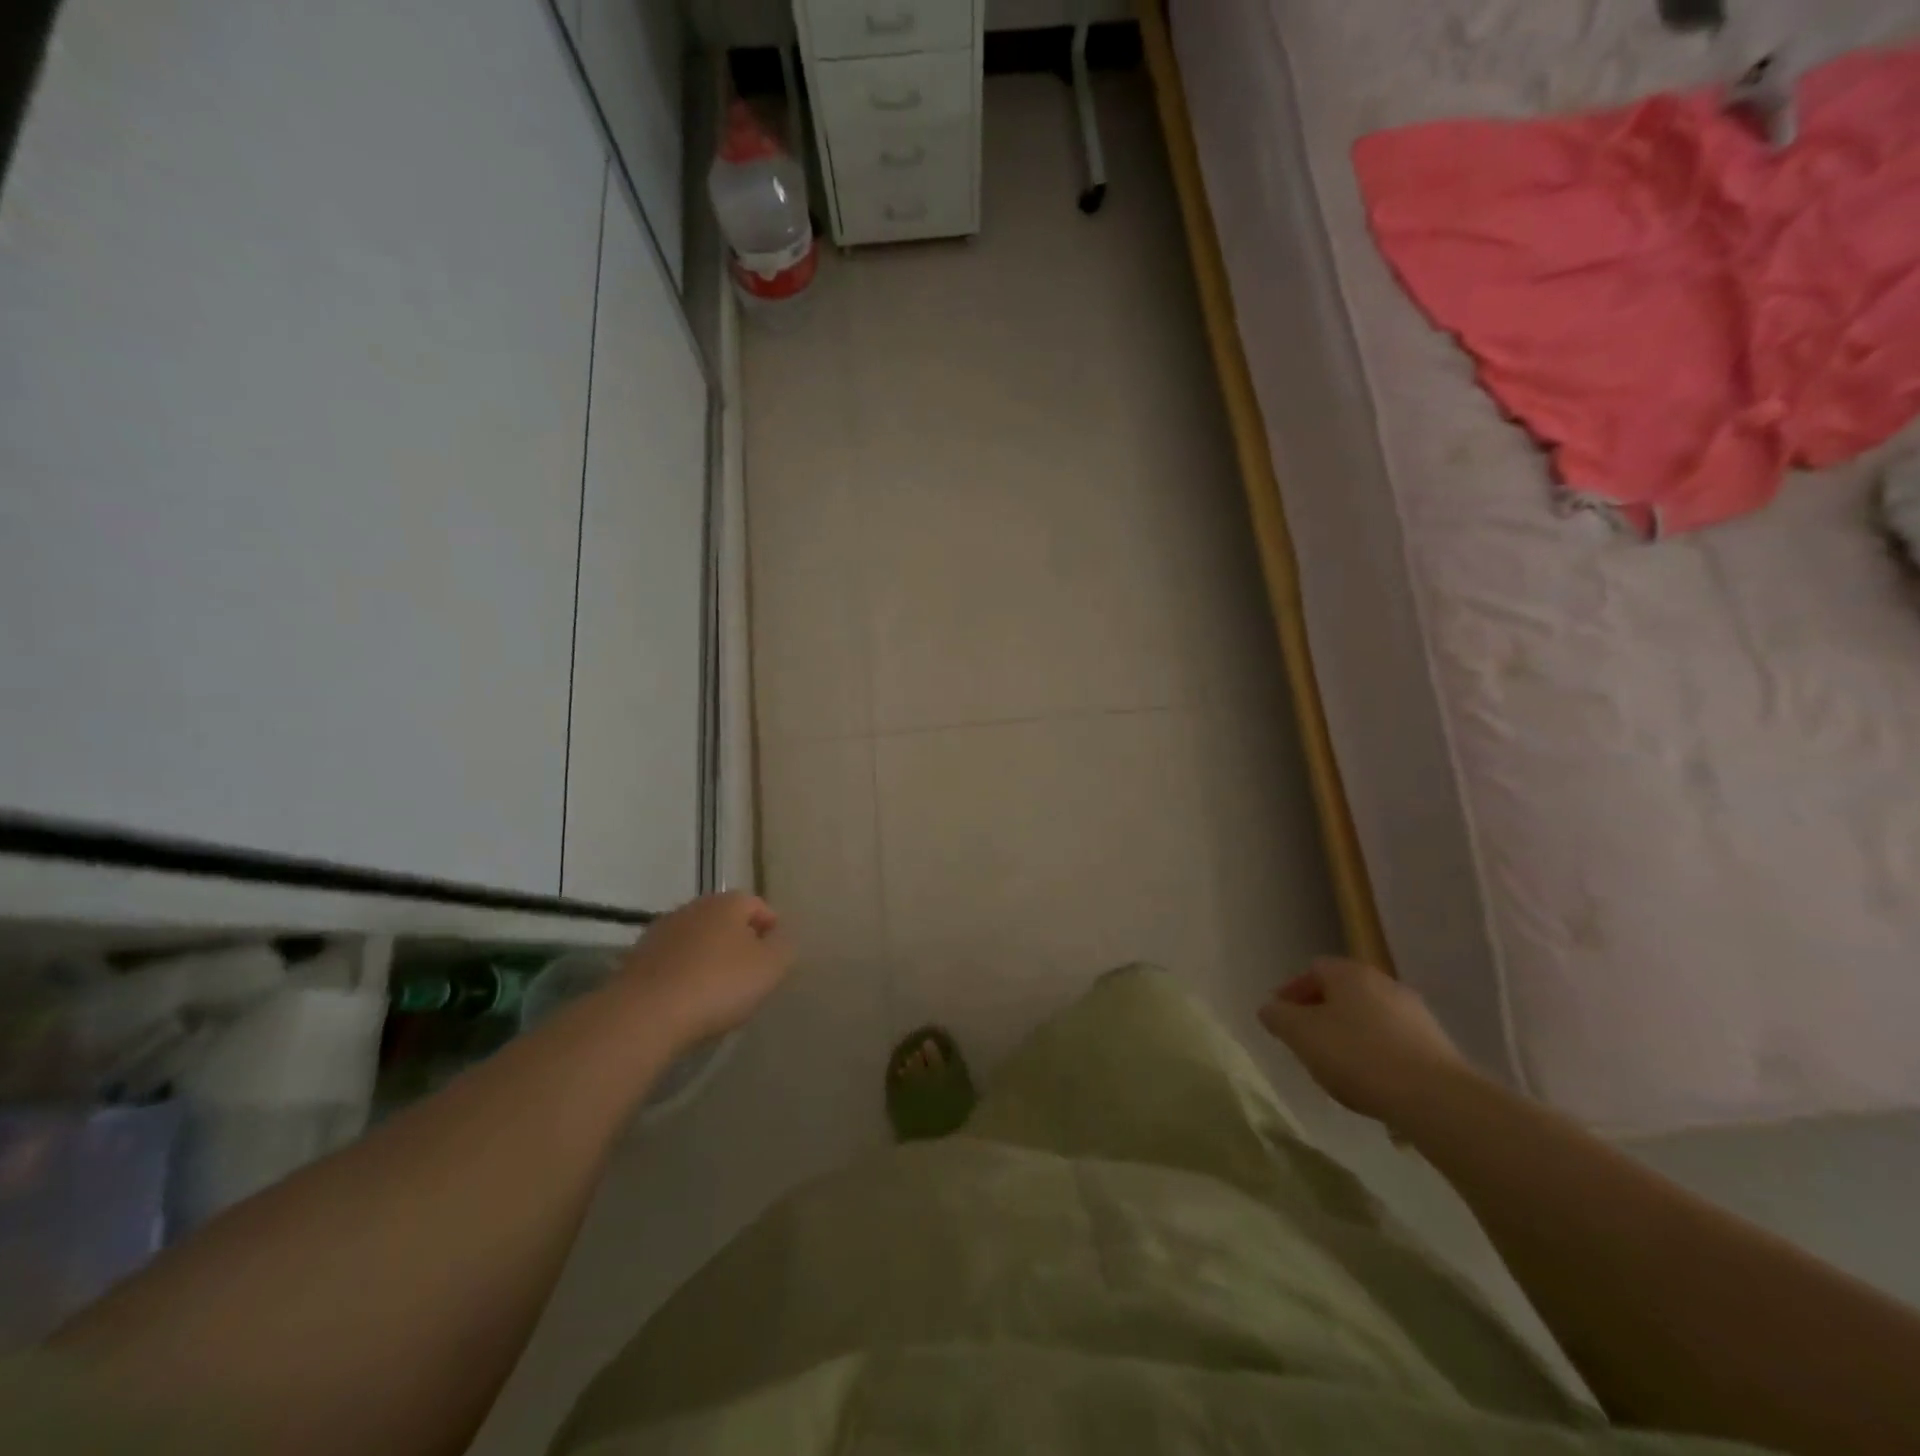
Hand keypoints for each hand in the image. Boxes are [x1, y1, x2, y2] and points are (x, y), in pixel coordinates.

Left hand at [615, 892, 793, 1047]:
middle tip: (749, 975)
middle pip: (725, 920)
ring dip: (708, 958)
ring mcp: (660, 932)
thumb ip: (784, 948)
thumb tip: (780, 939)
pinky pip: (672, 963)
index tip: (775, 959)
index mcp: (727, 902)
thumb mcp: (770, 967)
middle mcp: (692, 907)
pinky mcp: (636, 960)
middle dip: (739, 942)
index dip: (771, 929)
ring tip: (717, 992)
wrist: (644, 1015)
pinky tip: (687, 1001)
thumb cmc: (717, 985)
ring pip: (696, 941)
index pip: (758, 905)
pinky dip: (683, 975)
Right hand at [1257, 958, 1474, 1123]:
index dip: (1292, 992)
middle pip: (1342, 992)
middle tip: (1305, 1041)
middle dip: (1321, 1013)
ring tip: (1337, 1066)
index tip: (1281, 1019)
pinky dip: (1375, 1052)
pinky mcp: (1436, 1044)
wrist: (1435, 1098)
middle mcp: (1383, 982)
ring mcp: (1414, 1012)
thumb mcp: (1301, 1035)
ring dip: (1349, 1033)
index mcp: (1349, 973)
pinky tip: (1371, 1080)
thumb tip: (1270, 1009)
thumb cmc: (1357, 1056)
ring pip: (1368, 1016)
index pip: (1313, 970)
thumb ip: (1278, 1017)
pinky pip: (1392, 1040)